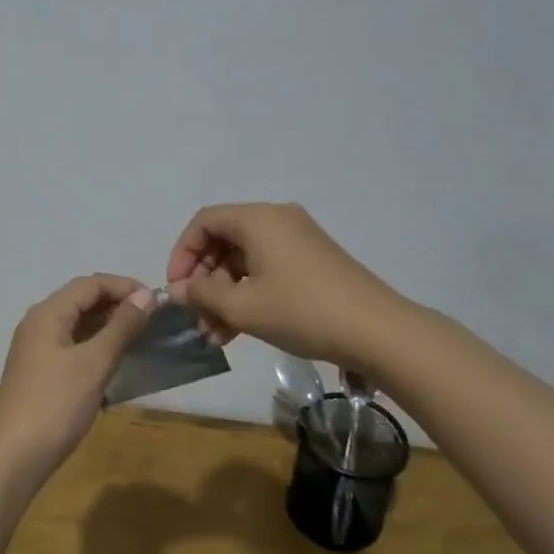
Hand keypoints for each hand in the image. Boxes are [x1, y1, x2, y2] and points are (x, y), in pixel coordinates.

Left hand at [0, 274, 157, 477]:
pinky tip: (117, 363)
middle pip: (82, 300)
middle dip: (118, 305)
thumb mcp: (94, 362)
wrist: (15, 456)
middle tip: (153, 320)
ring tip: (141, 338)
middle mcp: (39, 323)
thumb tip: (146, 295)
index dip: (124, 286)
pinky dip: (97, 347)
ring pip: (78, 325)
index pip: (90, 283)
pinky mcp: (41, 372)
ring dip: (109, 327)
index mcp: (48, 313)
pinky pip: (73, 347)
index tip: (157, 300)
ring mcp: (37, 349)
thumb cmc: (56, 404)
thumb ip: (121, 326)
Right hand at [164, 203, 400, 366]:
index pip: (204, 222)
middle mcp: (277, 220)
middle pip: (224, 240)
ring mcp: (298, 240)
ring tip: (213, 334)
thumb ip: (203, 294)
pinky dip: (248, 294)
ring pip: (245, 260)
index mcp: (258, 219)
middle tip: (195, 316)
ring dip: (224, 294)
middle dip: (204, 280)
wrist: (377, 331)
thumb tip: (179, 290)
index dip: (182, 254)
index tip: (177, 289)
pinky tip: (236, 330)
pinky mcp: (312, 262)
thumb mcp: (243, 307)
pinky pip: (267, 270)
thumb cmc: (301, 311)